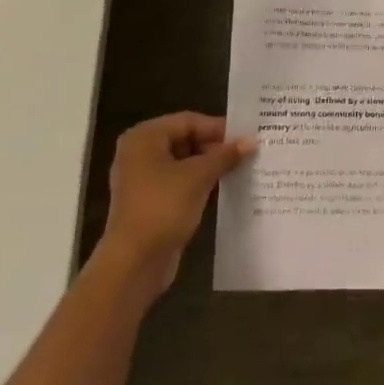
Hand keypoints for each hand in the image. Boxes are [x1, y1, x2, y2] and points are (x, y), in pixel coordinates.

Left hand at [101, 113, 252, 293]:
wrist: (133, 263)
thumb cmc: (163, 208)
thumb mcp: (198, 177)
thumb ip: (224, 156)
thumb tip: (250, 141)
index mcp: (144, 137)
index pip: (188, 121)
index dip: (218, 128)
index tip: (246, 136)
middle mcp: (139, 153)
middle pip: (184, 139)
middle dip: (214, 147)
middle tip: (245, 153)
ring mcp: (142, 179)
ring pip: (182, 163)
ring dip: (209, 166)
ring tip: (240, 168)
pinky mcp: (149, 202)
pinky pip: (178, 183)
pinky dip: (198, 183)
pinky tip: (222, 188)